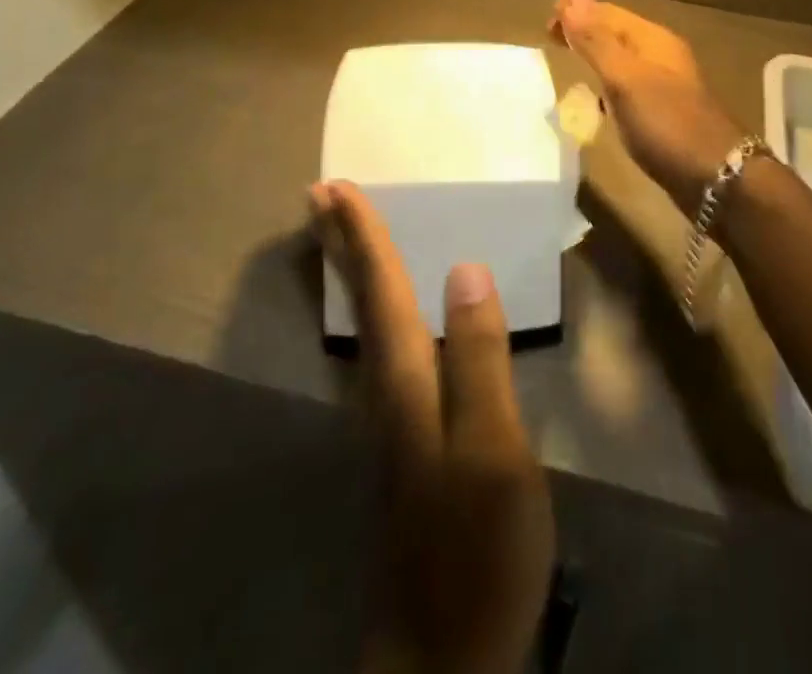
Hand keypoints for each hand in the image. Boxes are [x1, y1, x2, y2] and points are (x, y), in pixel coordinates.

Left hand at [310, 180, 554, 673]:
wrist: (445, 657)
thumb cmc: (476, 549)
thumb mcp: (493, 450)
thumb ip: (480, 358)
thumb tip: (464, 269)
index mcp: (407, 384)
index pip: (383, 292)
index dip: (364, 236)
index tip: (338, 186)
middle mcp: (388, 393)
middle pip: (362, 302)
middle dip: (342, 245)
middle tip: (318, 196)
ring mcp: (392, 424)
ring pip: (366, 326)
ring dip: (353, 273)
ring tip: (343, 236)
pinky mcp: (404, 447)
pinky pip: (382, 350)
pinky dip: (375, 311)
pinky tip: (389, 317)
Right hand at [548, 0, 743, 216]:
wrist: (717, 177)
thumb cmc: (666, 123)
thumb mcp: (624, 78)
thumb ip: (595, 38)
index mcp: (652, 39)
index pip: (606, 11)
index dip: (576, 11)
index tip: (545, 27)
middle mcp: (660, 54)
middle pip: (615, 32)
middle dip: (584, 32)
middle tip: (550, 42)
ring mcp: (664, 84)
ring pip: (622, 59)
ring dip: (595, 57)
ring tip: (568, 66)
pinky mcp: (664, 112)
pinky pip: (628, 86)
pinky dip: (607, 85)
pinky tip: (597, 103)